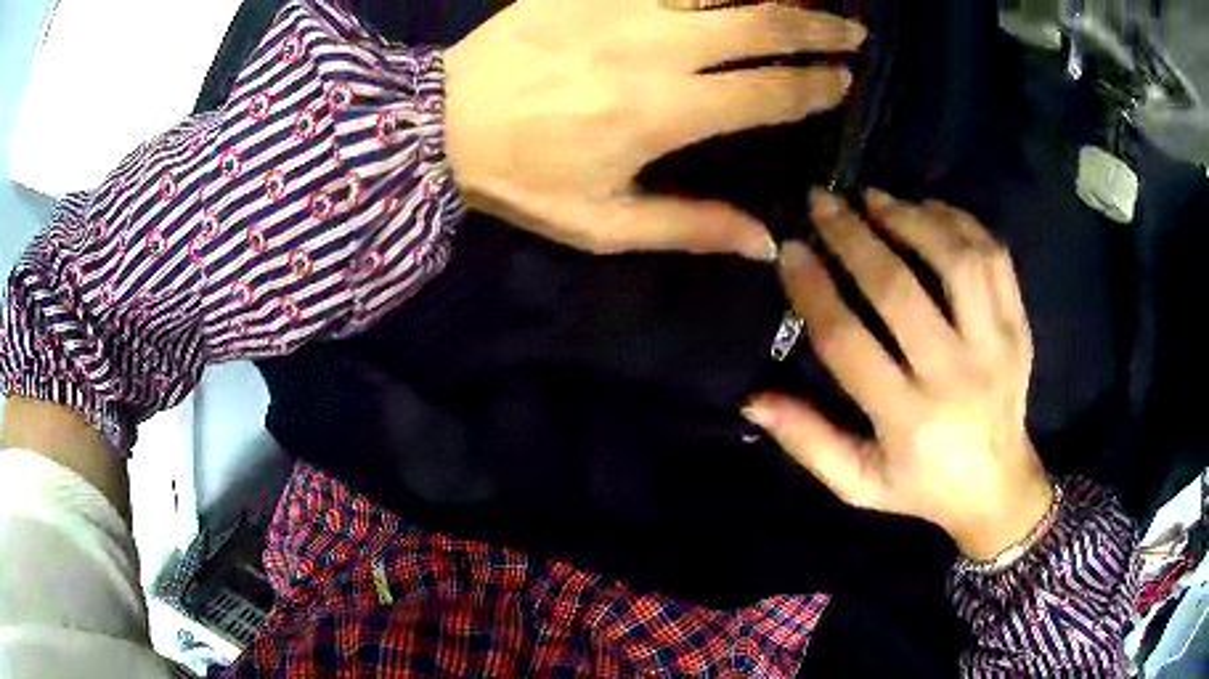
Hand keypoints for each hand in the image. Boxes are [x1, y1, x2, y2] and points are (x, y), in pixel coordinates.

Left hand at [444, 0, 864, 260]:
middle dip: (818, 28)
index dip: (816, 85)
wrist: (438, 124)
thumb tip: (767, 243)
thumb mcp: (603, 224)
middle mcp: (658, 50)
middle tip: (851, 32)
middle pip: (763, 26)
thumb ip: (690, 227)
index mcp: (666, 113)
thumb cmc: (521, 177)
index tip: (843, 81)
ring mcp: (622, 6)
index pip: (770, 91)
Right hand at [744, 190, 1052, 559]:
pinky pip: (994, 257)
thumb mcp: (859, 484)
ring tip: (875, 198)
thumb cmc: (923, 486)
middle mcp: (956, 377)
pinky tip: (928, 210)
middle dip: (853, 236)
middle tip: (822, 202)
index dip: (813, 290)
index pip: (849, 342)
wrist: (998, 485)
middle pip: (900, 290)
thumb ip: (809, 442)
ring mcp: (997, 346)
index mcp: (909, 421)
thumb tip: (753, 399)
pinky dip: (959, 222)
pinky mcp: (1019, 326)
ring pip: (956, 261)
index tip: (790, 250)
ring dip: (910, 218)